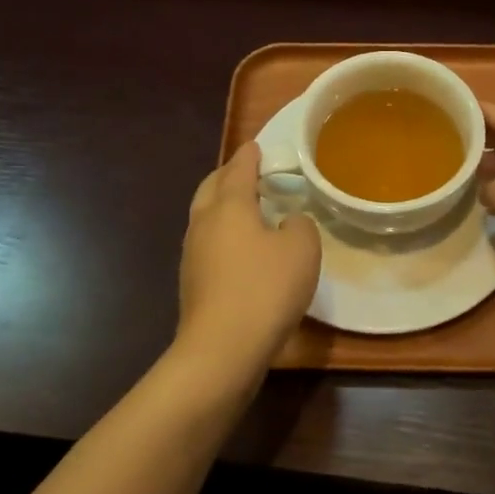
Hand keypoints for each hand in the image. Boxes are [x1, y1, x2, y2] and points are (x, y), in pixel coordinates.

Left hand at [176, 142, 320, 365]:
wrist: (223, 347)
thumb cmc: (265, 288)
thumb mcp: (302, 249)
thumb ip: (300, 225)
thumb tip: (288, 223)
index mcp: (229, 206)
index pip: (239, 169)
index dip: (250, 156)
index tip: (256, 145)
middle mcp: (204, 223)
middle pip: (211, 188)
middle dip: (227, 175)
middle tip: (247, 172)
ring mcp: (192, 254)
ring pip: (205, 216)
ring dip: (222, 205)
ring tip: (246, 207)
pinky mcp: (192, 282)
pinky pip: (208, 243)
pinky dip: (223, 234)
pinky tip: (241, 248)